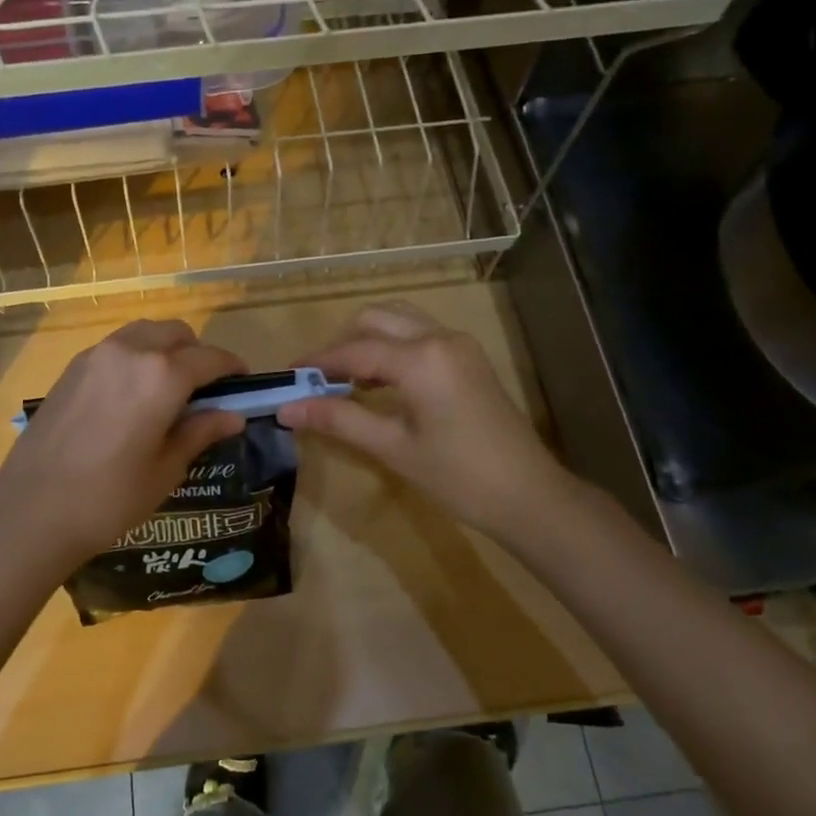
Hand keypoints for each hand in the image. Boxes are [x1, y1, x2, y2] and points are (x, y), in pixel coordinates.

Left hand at [0, 319, 246, 566]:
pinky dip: (135, 356)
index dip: (232, 368)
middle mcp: (130, 351)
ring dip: (165, 349)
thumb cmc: (110, 498)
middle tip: (205, 389)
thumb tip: (233, 416)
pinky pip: (116, 347)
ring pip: (144, 333)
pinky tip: (133, 394)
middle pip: (176, 333)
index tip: (243, 383)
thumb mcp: (166, 469)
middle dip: (197, 353)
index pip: (210, 358)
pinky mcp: (72, 368)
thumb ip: (200, 432)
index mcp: (162, 375)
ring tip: (169, 388)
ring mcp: (96, 356)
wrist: (31, 512)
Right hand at [278, 302, 574, 542]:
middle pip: (376, 320)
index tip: (287, 377)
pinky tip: (379, 382)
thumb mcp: (392, 447)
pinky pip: (420, 336)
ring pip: (400, 322)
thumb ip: (338, 419)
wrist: (528, 495)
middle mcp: (439, 338)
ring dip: (368, 341)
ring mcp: (459, 345)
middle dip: (342, 344)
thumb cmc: (457, 476)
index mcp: (420, 358)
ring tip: (345, 380)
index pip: (354, 349)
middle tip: (318, 380)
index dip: (317, 362)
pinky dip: (392, 348)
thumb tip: (287, 408)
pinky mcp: (469, 358)